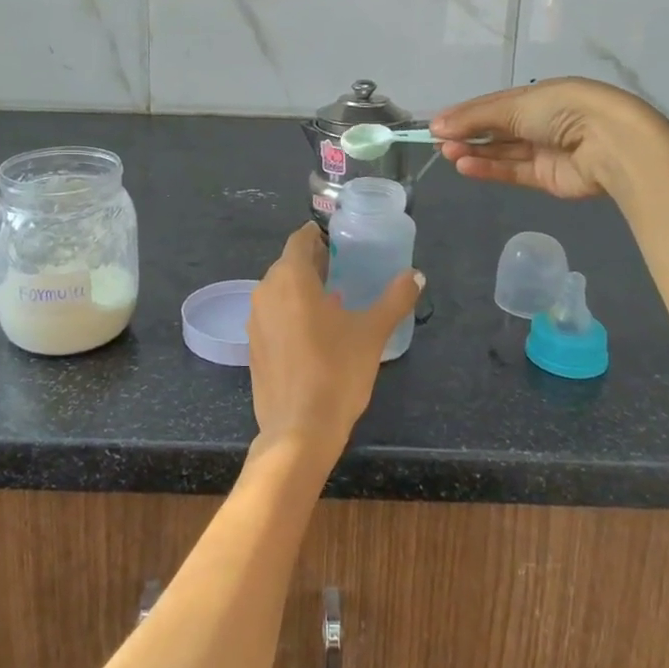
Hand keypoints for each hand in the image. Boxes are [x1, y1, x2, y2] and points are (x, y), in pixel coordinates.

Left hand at [245, 224, 421, 465]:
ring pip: (278, 290)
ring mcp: (255, 320)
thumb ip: (395, 299)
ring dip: (302, 289)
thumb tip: (416, 276)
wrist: (299, 431)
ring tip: (334, 301)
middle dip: (313, 263)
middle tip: (344, 270)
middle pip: (288, 264)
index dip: (319, 236)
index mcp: (290, 278)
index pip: (299, 239)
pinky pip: (272, 315)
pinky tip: (315, 332)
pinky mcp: (253, 346)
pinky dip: (291, 313)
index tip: (340, 242)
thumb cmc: (336, 372)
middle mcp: (265, 291)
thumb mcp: (372, 333)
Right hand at [431, 78, 668, 202]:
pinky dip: (489, 168)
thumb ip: (474, 118)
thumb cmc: (561, 110)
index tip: (437, 125)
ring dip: (474, 152)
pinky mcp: (547, 178)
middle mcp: (541, 122)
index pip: (494, 105)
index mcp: (538, 96)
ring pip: (502, 152)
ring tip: (447, 154)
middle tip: (438, 142)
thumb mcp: (514, 105)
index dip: (465, 114)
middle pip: (496, 130)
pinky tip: (465, 165)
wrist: (608, 142)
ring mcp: (545, 151)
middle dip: (467, 135)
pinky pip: (512, 172)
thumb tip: (436, 125)